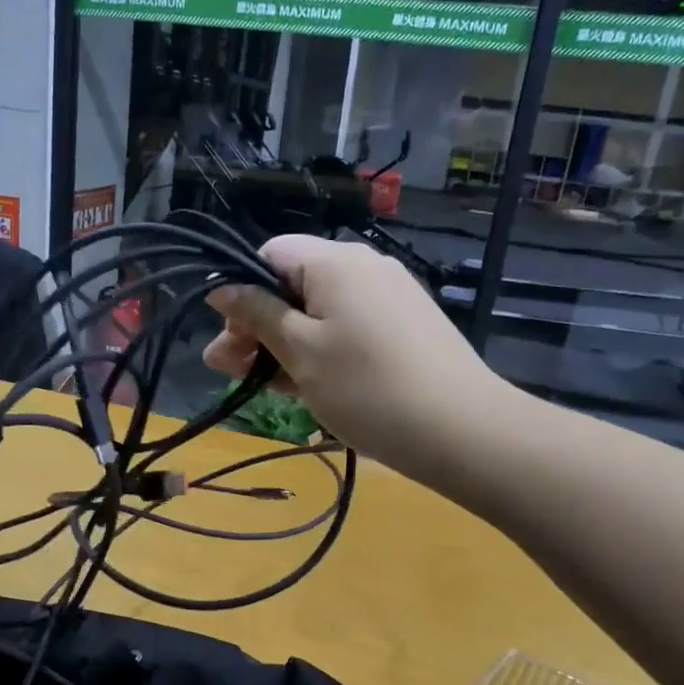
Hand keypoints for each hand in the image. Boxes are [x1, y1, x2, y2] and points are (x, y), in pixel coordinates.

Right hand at [204, 235, 505, 476]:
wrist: (462, 430)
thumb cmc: (367, 387)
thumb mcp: (300, 352)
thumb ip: (257, 315)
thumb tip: (221, 286)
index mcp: (335, 262)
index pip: (270, 254)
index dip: (240, 291)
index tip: (230, 338)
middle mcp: (364, 267)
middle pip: (294, 285)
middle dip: (257, 325)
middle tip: (232, 371)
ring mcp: (389, 296)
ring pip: (320, 310)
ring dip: (285, 343)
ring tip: (263, 385)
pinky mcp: (405, 325)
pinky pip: (348, 327)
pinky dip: (321, 349)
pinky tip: (305, 385)